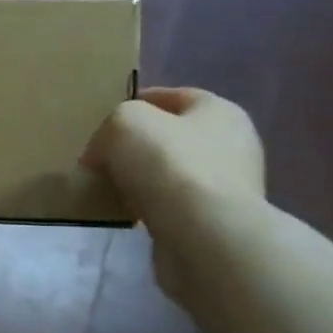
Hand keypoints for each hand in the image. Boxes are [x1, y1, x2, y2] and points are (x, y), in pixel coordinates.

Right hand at [83, 87, 264, 299]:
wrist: (203, 236)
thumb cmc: (168, 163)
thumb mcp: (123, 122)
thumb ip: (109, 127)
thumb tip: (100, 154)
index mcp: (219, 111)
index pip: (173, 96)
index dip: (137, 102)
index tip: (104, 118)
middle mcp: (232, 146)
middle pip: (173, 137)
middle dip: (137, 146)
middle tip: (100, 156)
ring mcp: (228, 188)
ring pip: (171, 174)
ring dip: (142, 180)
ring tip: (107, 187)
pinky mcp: (216, 223)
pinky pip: (173, 207)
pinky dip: (149, 208)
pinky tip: (126, 214)